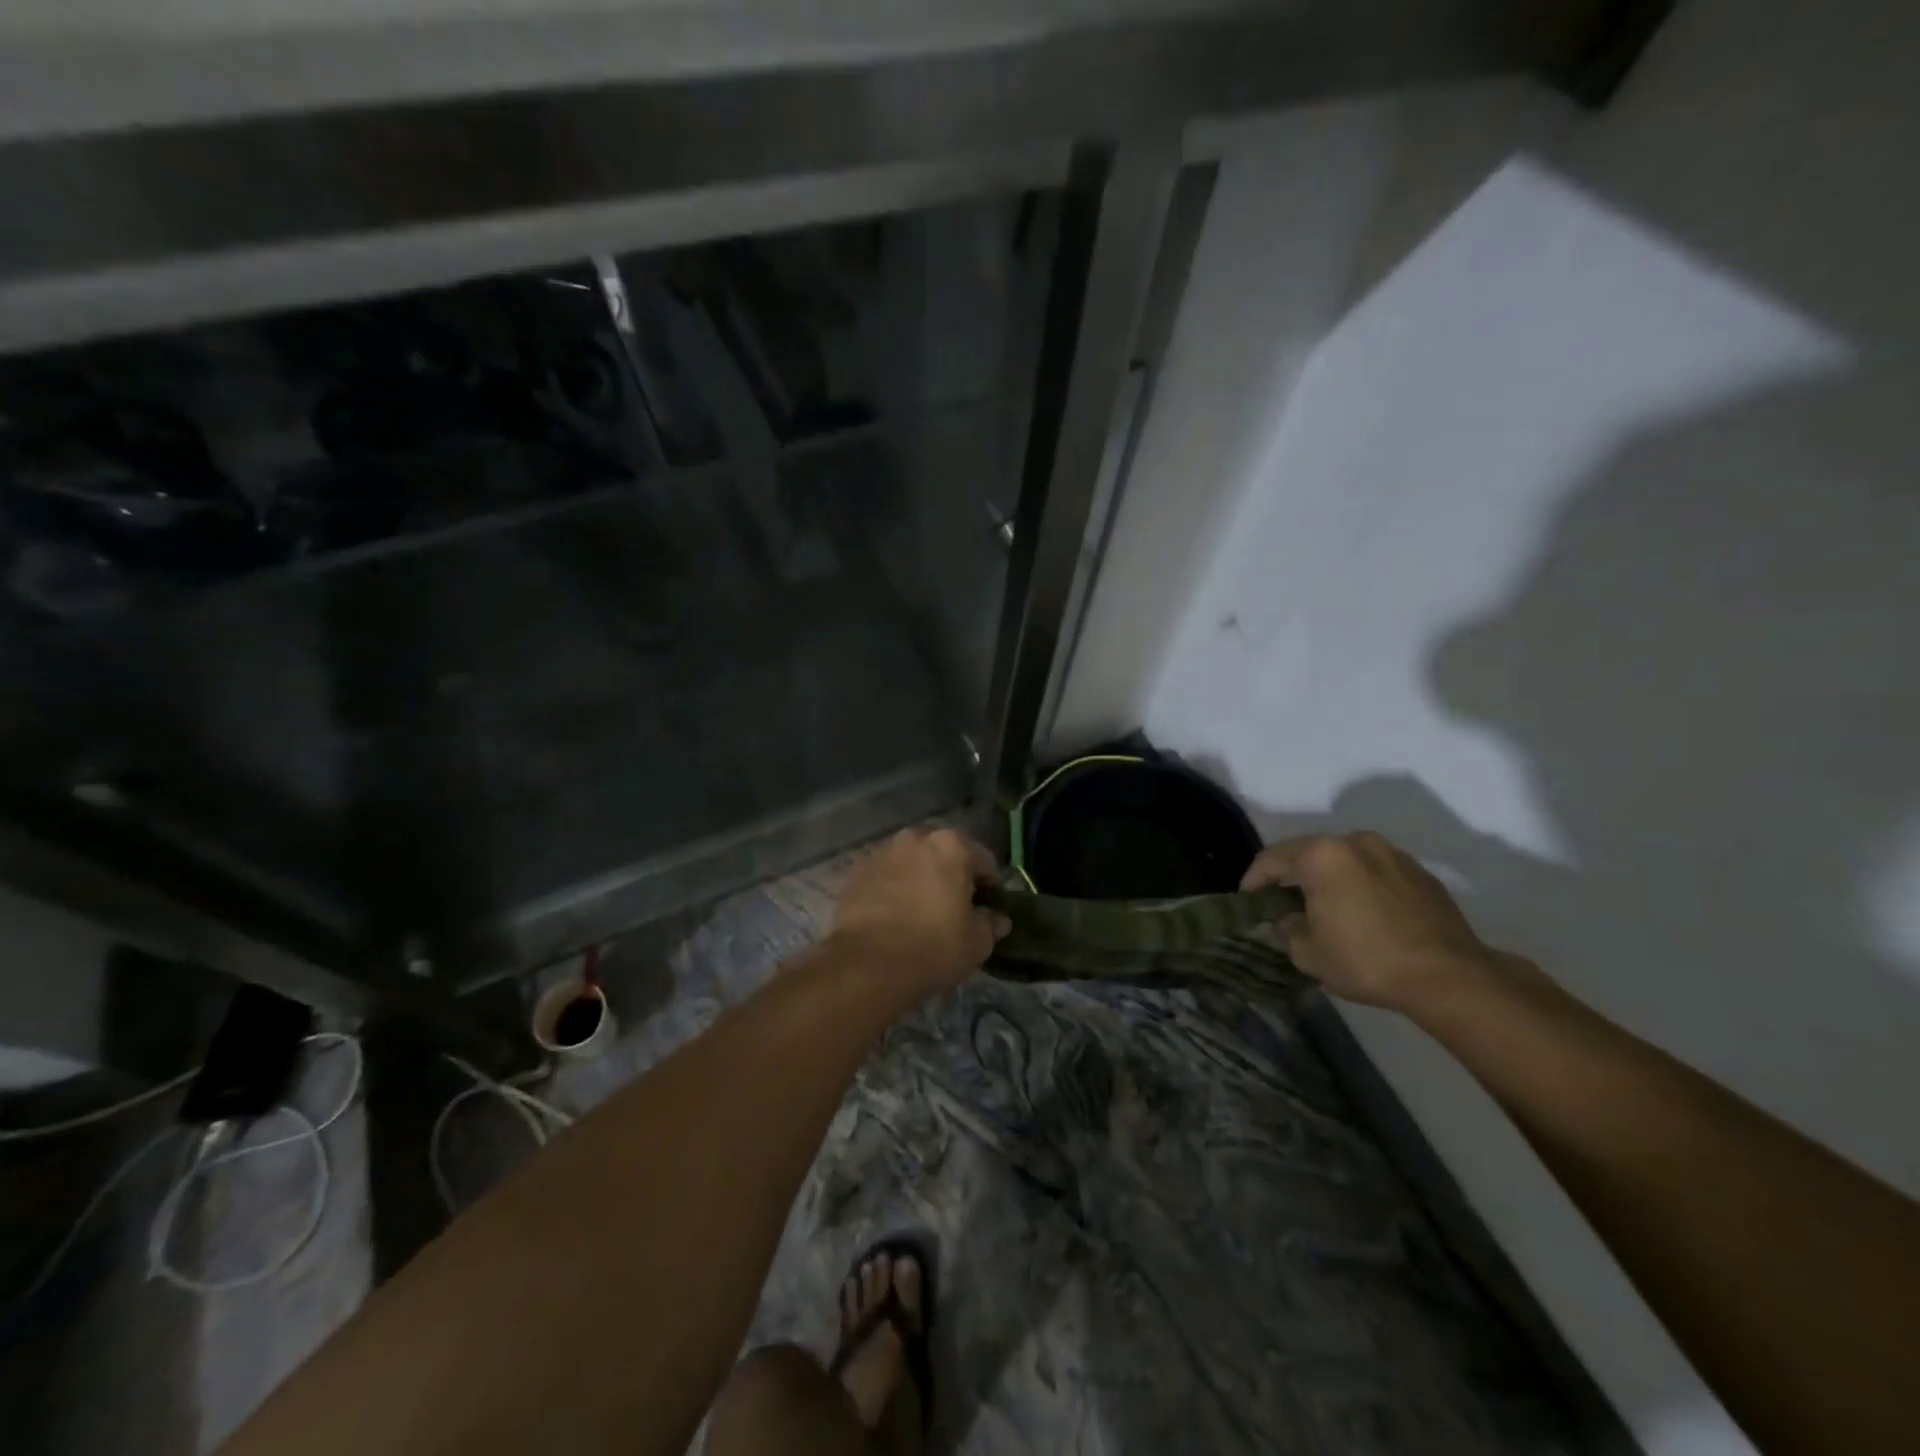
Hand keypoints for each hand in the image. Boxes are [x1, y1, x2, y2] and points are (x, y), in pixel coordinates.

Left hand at [830, 828, 1010, 994]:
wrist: (867, 964)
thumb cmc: (933, 947)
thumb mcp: (977, 942)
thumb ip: (991, 923)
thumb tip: (997, 919)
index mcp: (951, 845)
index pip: (983, 860)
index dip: (990, 886)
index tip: (989, 909)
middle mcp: (915, 838)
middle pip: (943, 854)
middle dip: (951, 876)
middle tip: (954, 909)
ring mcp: (881, 852)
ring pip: (911, 863)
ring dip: (919, 879)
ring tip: (920, 912)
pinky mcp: (854, 872)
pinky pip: (884, 877)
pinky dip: (892, 889)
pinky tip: (893, 916)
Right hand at [1241, 831, 1495, 1011]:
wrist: (1449, 977)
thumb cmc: (1367, 960)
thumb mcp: (1308, 953)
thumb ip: (1287, 930)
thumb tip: (1287, 920)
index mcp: (1321, 855)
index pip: (1271, 859)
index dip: (1253, 880)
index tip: (1248, 901)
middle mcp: (1354, 842)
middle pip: (1308, 853)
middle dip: (1291, 876)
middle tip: (1282, 904)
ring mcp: (1391, 853)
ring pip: (1344, 860)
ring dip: (1328, 878)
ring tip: (1324, 907)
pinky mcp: (1419, 872)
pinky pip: (1374, 871)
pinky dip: (1360, 885)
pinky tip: (1363, 914)